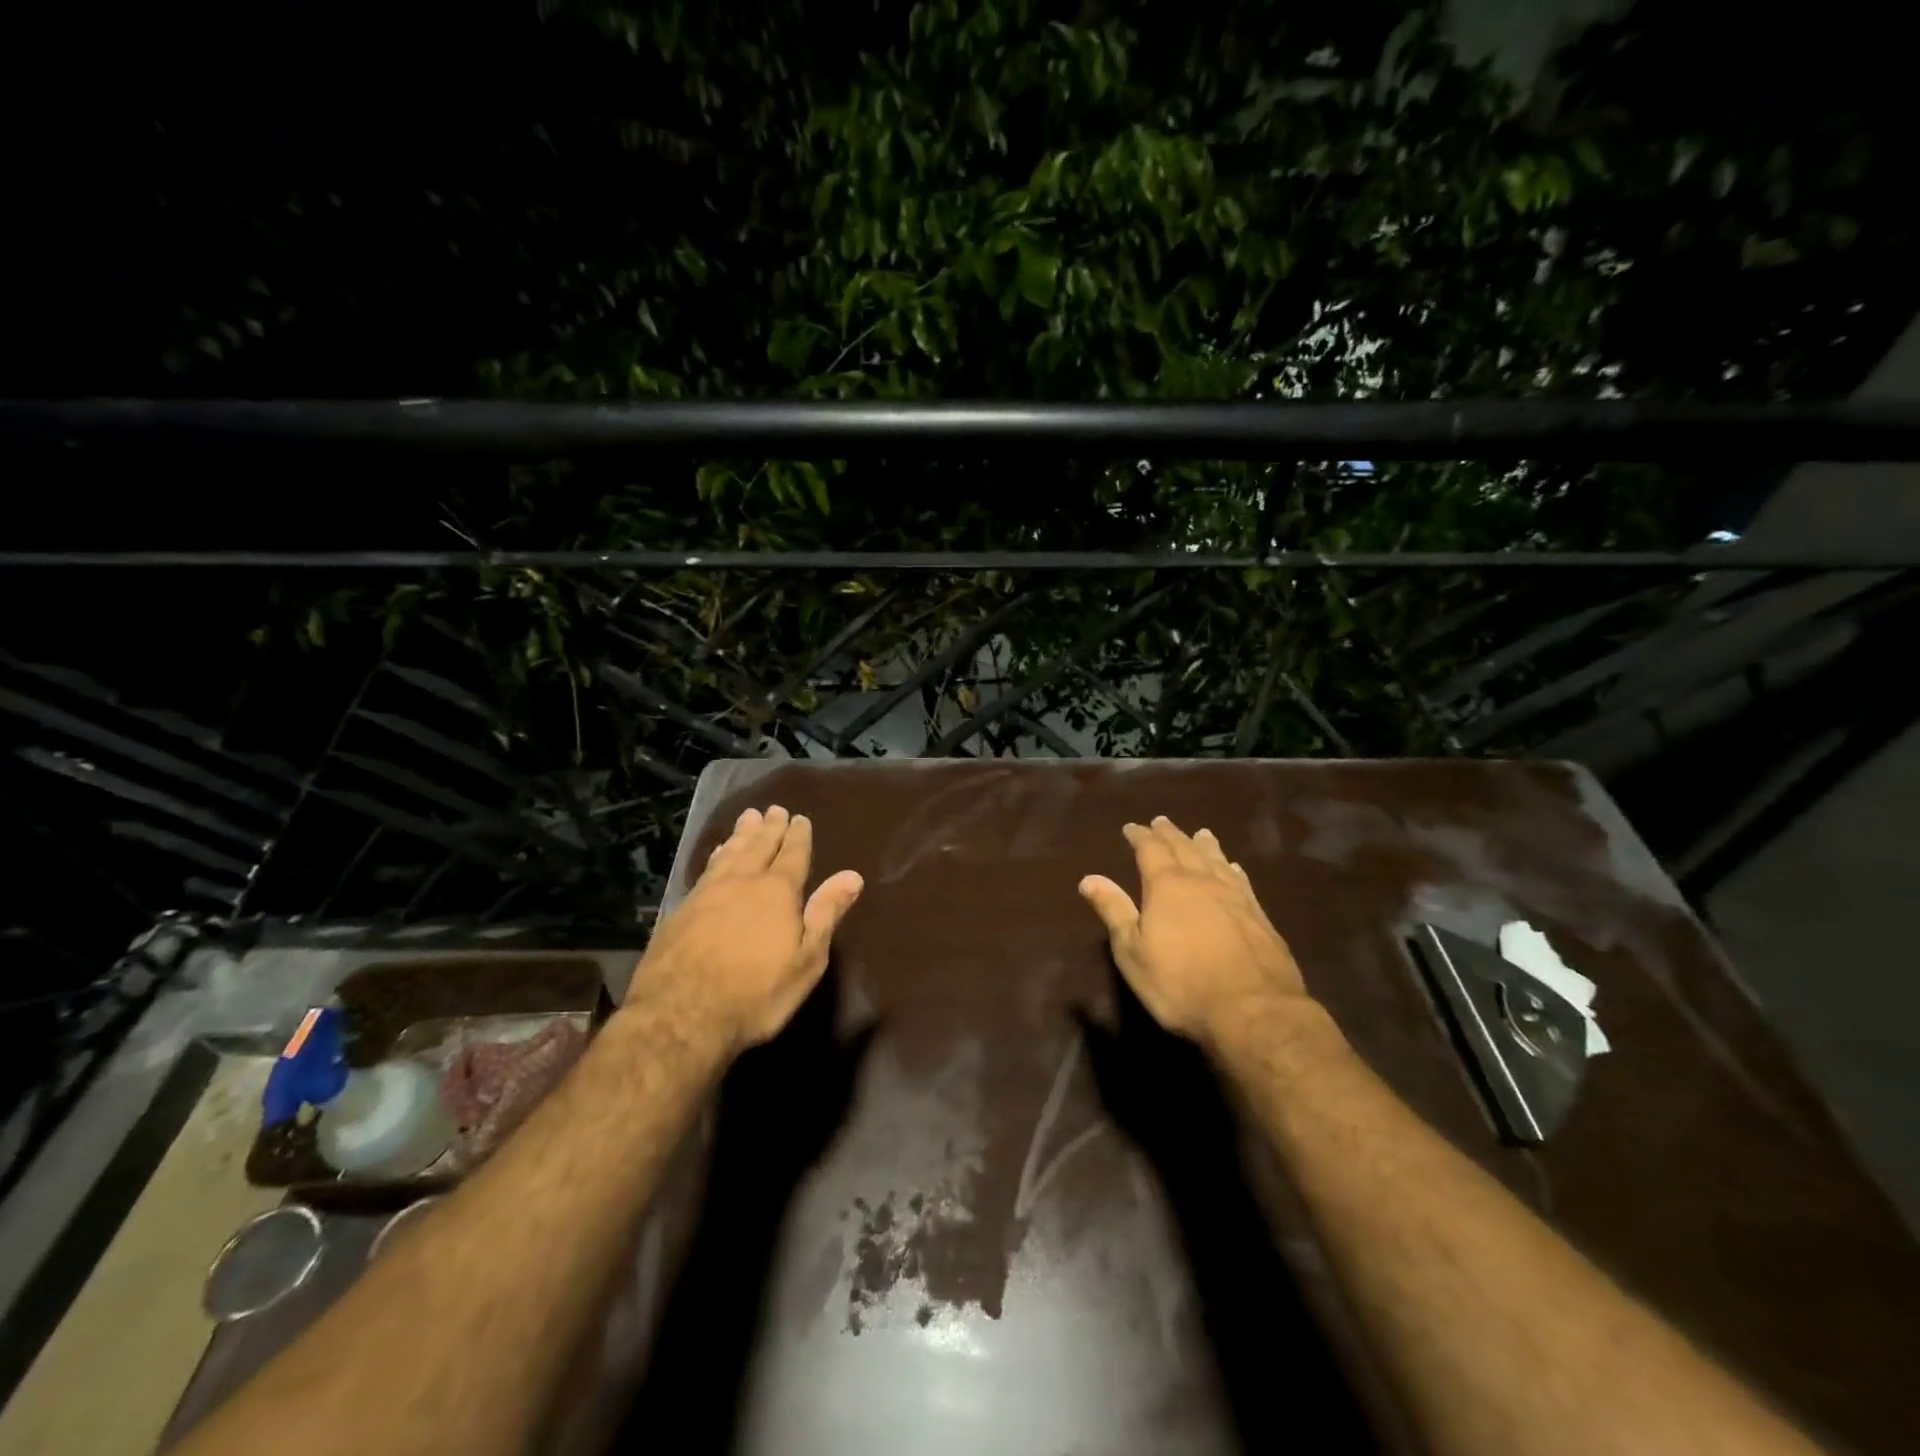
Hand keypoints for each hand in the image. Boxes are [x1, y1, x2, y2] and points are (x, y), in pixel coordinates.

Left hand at [631, 805, 863, 1055]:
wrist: (680, 1016)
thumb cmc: (756, 994)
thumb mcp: (806, 960)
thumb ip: (826, 914)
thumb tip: (852, 875)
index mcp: (777, 892)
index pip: (792, 855)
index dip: (798, 836)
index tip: (800, 818)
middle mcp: (742, 882)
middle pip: (758, 846)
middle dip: (769, 828)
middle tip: (773, 809)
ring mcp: (707, 893)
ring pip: (729, 853)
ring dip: (741, 835)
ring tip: (747, 818)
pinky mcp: (681, 910)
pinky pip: (706, 869)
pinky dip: (716, 855)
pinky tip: (717, 854)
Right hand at [1078, 815, 1308, 1047]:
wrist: (1253, 1011)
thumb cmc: (1180, 983)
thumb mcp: (1133, 951)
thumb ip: (1114, 911)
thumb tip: (1089, 878)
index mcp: (1167, 885)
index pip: (1150, 849)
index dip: (1140, 836)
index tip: (1131, 827)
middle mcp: (1202, 881)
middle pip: (1184, 848)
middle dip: (1170, 834)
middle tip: (1161, 822)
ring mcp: (1235, 897)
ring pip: (1216, 860)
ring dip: (1204, 845)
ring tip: (1200, 833)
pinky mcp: (1260, 916)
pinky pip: (1241, 881)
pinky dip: (1232, 869)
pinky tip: (1234, 869)